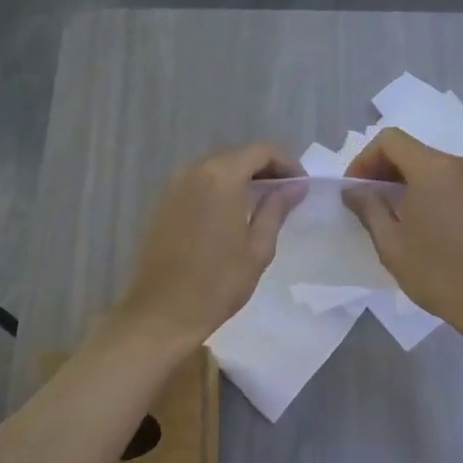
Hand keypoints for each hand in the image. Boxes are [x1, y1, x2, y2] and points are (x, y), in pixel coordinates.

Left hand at [114, 144, 304, 346]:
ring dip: (240, 179)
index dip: (287, 163)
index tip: (300, 187)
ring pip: (215, 168)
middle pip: (237, 155)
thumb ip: (276, 209)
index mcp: (221, 177)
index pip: (262, 151)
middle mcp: (194, 170)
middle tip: (284, 196)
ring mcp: (173, 185)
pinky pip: (197, 183)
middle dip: (264, 169)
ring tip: (260, 206)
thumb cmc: (218, 283)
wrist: (163, 311)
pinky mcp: (161, 202)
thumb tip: (295, 187)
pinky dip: (218, 189)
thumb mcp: (258, 248)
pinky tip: (230, 215)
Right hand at [344, 128, 462, 341]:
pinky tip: (413, 224)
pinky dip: (421, 191)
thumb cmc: (438, 272)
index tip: (354, 191)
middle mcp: (456, 165)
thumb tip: (353, 190)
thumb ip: (368, 209)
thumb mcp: (392, 243)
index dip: (363, 160)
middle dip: (380, 170)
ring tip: (385, 216)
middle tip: (364, 204)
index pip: (389, 139)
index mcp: (432, 169)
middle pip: (409, 150)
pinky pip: (443, 181)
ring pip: (426, 166)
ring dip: (400, 182)